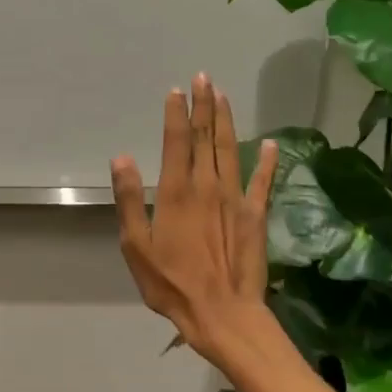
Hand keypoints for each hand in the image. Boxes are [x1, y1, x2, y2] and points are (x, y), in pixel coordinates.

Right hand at [110, 74, 279, 369]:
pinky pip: (262, 181)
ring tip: (223, 95)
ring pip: (230, 150)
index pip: (176, 142)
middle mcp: (207, 187)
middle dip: (203, 106)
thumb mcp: (136, 245)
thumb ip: (129, 199)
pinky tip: (269, 143)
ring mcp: (235, 199)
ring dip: (226, 121)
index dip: (176, 114)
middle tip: (203, 78)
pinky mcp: (256, 216)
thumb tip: (121, 158)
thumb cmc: (171, 283)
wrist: (222, 314)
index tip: (176, 91)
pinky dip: (266, 161)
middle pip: (206, 138)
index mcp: (176, 192)